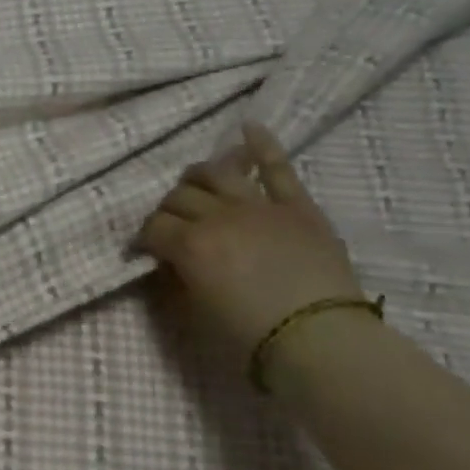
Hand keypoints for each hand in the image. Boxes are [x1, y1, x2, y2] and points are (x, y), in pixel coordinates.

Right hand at [136, 122, 364, 355]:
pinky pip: (277, 167)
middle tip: (173, 226)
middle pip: (179, 196)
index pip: (153, 226)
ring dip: (200, 176)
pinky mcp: (296, 206)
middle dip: (169, 210)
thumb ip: (179, 279)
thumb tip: (170, 262)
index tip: (148, 250)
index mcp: (190, 245)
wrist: (323, 342)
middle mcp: (218, 216)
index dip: (145, 238)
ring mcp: (259, 206)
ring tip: (197, 184)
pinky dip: (262, 145)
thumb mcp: (198, 313)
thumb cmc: (252, 337)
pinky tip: (248, 128)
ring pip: (216, 172)